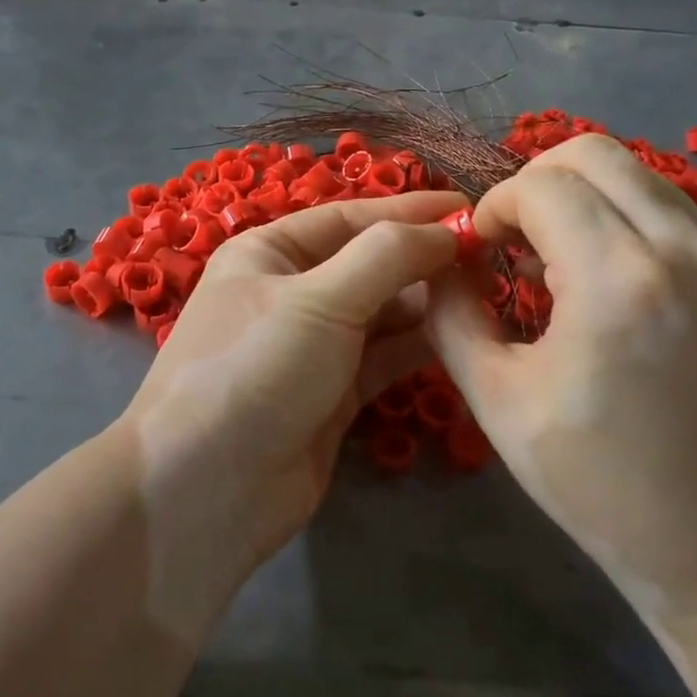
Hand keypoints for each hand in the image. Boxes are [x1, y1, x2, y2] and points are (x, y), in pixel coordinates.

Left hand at [120, 190, 463, 635]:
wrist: (207, 489)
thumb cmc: (255, 368)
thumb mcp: (319, 298)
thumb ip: (386, 257)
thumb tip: (445, 230)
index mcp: (270, 253)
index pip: (349, 219)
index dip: (408, 211)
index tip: (468, 208)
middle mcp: (290, 292)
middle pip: (368, 264)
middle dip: (422, 259)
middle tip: (489, 257)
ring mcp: (312, 346)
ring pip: (381, 312)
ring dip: (426, 302)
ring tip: (486, 292)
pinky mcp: (332, 394)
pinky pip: (383, 357)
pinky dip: (418, 345)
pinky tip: (460, 335)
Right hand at [426, 136, 696, 626]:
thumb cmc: (602, 483)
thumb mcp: (498, 401)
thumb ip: (452, 315)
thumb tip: (441, 263)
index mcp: (616, 281)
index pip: (540, 186)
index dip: (494, 207)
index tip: (478, 253)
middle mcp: (679, 249)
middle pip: (592, 153)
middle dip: (533, 182)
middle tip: (511, 240)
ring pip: (634, 171)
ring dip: (578, 194)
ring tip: (553, 256)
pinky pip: (665, 205)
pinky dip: (619, 213)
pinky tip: (599, 272)